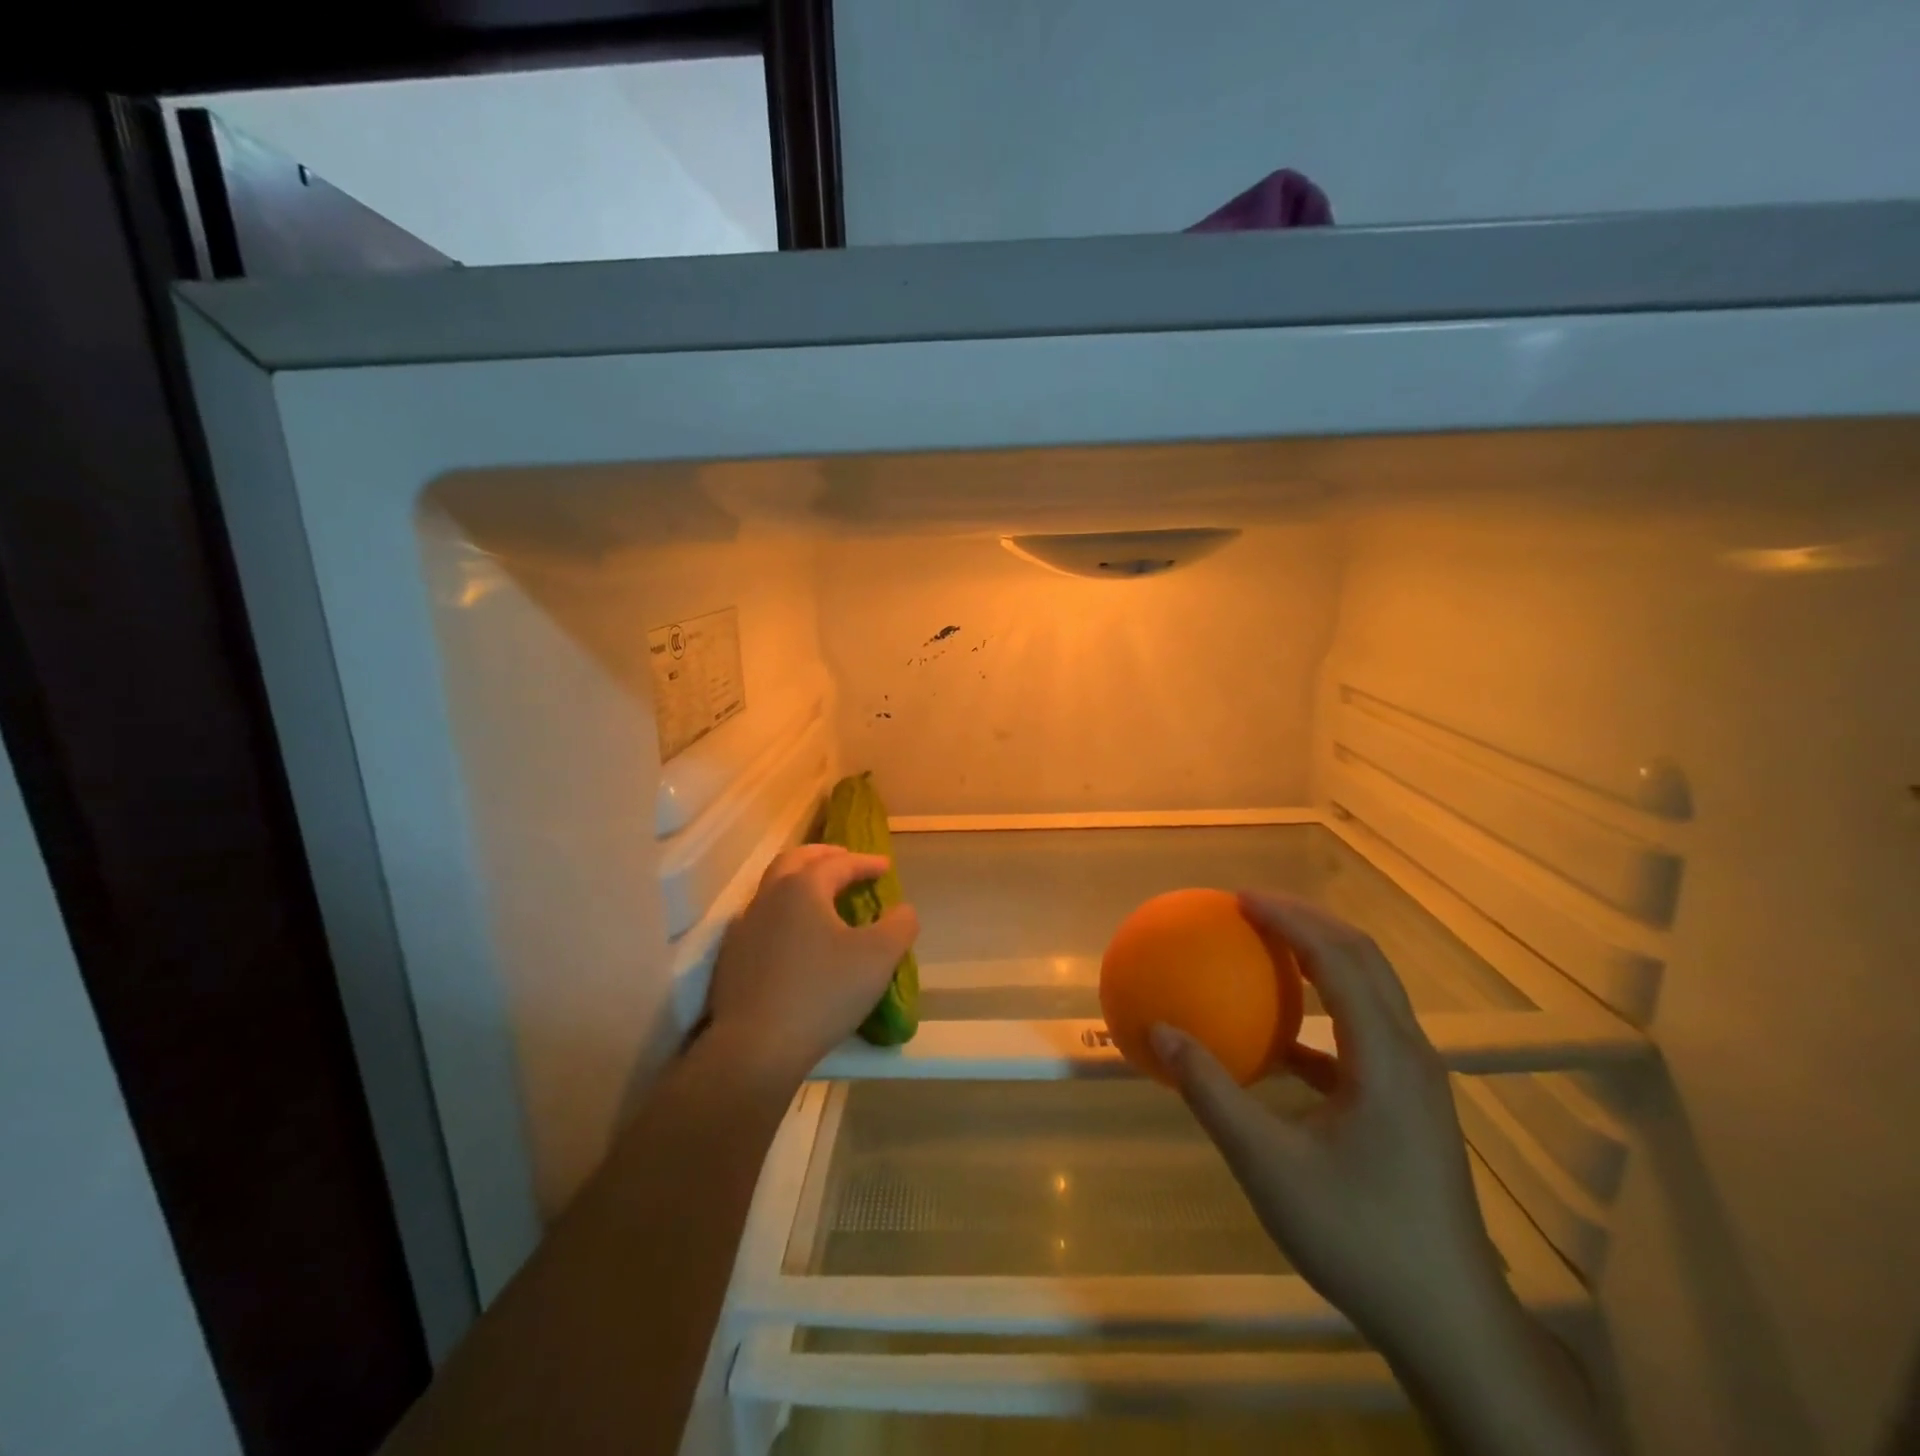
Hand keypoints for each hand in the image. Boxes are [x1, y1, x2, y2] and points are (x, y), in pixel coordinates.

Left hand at [704, 845, 919, 1084]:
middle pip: (795, 860)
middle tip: (845, 859)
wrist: (755, 1047)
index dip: (865, 862)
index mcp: (802, 888)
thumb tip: (903, 910)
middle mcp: (769, 897)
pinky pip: (763, 918)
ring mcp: (745, 926)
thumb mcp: (878, 958)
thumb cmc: (822, 993)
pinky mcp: (733, 956)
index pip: (838, 863)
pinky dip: (785, 911)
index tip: (885, 866)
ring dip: (800, 881)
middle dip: (823, 856)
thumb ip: (899, 925)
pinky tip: (796, 933)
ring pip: (774, 888)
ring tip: (822, 895)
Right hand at [1150, 891, 1507, 1358]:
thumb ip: (1211, 1092)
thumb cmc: (1359, 1237)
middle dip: (1308, 922)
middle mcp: (1409, 1053)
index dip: (1289, 919)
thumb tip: (1160, 1032)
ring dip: (1319, 958)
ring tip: (1267, 948)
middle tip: (1251, 908)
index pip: (1337, 958)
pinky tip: (1280, 1037)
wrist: (1450, 1323)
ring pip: (1370, 990)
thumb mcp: (1268, 1166)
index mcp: (1384, 1057)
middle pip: (1363, 959)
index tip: (1239, 899)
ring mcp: (1415, 1079)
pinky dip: (1321, 1011)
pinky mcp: (1410, 1103)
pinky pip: (1364, 1031)